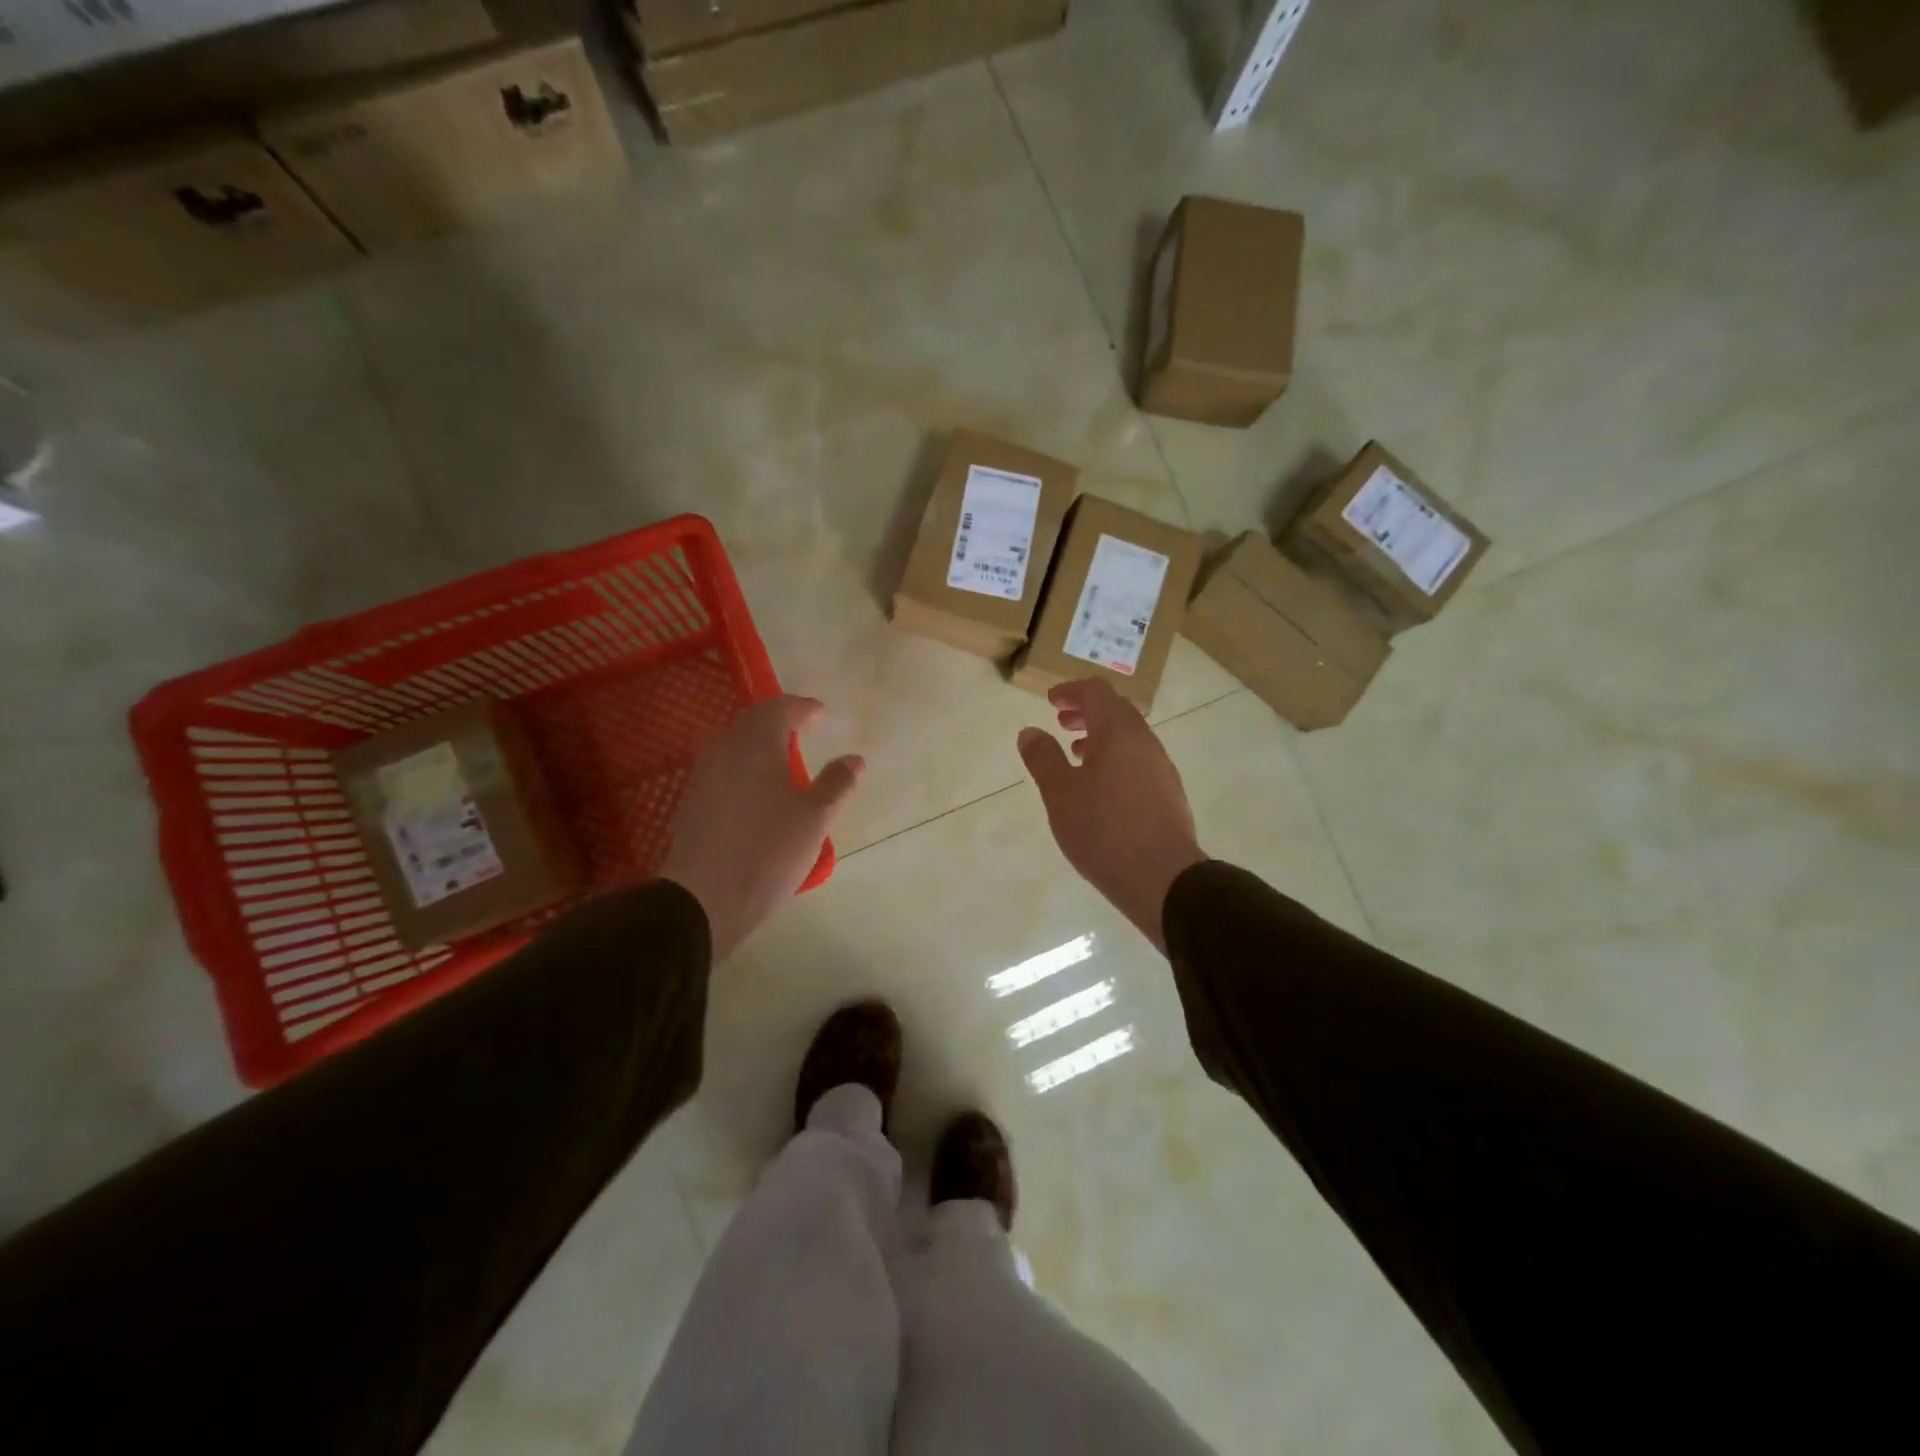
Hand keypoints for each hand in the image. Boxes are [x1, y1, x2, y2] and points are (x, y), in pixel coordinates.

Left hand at [660, 695, 862, 960]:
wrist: (701, 900)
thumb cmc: (767, 851)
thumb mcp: (815, 819)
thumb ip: (836, 784)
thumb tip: (855, 759)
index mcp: (756, 745)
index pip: (779, 709)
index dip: (801, 708)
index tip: (819, 713)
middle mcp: (724, 752)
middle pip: (751, 724)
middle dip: (778, 723)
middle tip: (802, 732)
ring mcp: (703, 778)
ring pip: (733, 747)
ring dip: (759, 746)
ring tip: (782, 762)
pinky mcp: (692, 805)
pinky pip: (723, 772)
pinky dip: (744, 770)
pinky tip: (756, 793)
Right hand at [1017, 678, 1206, 953]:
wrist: (1162, 878)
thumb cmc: (1103, 830)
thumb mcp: (1060, 793)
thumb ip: (1043, 758)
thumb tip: (1030, 731)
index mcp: (1119, 733)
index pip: (1097, 692)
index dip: (1072, 691)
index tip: (1051, 701)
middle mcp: (1146, 743)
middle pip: (1117, 711)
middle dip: (1087, 712)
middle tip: (1062, 723)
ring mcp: (1162, 769)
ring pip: (1130, 738)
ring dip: (1102, 738)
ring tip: (1077, 756)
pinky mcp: (1169, 795)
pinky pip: (1139, 762)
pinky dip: (1116, 760)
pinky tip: (1101, 789)